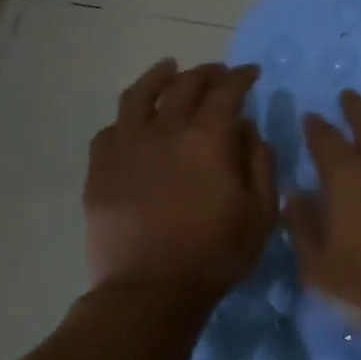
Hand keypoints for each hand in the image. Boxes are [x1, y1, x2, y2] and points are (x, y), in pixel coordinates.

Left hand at [84, 59, 277, 303]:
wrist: (150, 291)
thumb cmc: (216, 254)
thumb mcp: (260, 212)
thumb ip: (260, 162)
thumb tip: (248, 128)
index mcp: (208, 138)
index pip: (227, 91)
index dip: (241, 77)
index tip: (251, 73)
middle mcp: (165, 130)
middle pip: (185, 85)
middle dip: (207, 73)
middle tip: (219, 73)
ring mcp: (126, 147)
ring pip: (139, 96)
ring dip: (159, 77)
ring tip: (169, 68)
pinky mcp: (100, 169)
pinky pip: (111, 130)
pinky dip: (128, 118)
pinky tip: (135, 121)